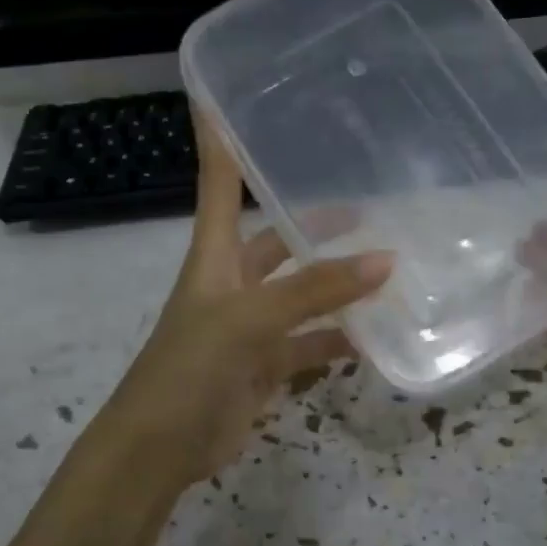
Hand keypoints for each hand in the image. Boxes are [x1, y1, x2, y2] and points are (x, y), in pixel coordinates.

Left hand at [96, 109, 391, 495]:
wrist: (159, 449)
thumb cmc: (189, 369)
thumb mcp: (249, 320)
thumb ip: (315, 291)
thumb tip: (385, 260)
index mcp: (215, 257)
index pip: (218, 185)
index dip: (220, 142)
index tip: (224, 97)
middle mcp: (233, 284)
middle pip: (276, 241)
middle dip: (313, 223)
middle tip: (366, 205)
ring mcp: (251, 328)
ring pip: (302, 296)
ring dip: (336, 285)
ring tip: (387, 267)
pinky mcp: (265, 367)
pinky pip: (310, 345)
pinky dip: (339, 342)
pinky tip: (375, 336)